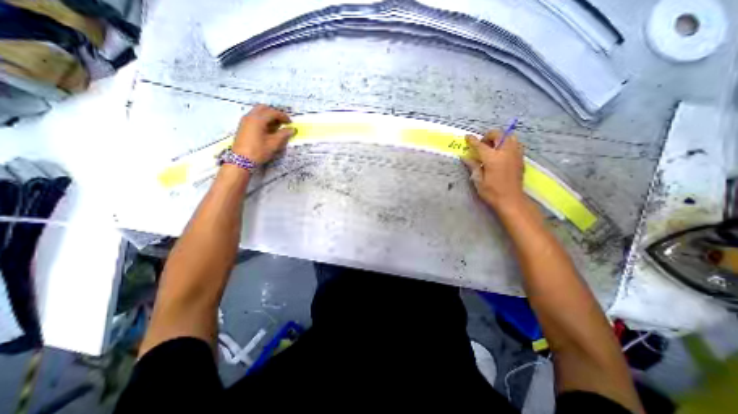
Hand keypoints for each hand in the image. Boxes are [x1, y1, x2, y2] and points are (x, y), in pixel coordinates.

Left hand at [233, 104, 295, 162]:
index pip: (272, 112)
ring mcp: (245, 121)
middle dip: (274, 113)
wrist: (240, 160)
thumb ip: (283, 134)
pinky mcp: (243, 126)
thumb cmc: (258, 151)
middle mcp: (250, 116)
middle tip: (282, 121)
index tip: (290, 122)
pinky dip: (262, 119)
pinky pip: (254, 117)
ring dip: (268, 115)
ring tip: (276, 125)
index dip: (283, 116)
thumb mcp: (273, 144)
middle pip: (263, 108)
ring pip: (257, 112)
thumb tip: (292, 129)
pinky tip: (268, 129)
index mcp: (258, 119)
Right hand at [460, 129, 523, 209]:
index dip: (472, 140)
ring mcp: (515, 154)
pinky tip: (502, 154)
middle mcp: (505, 152)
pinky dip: (508, 144)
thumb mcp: (478, 180)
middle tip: (482, 145)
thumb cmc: (492, 192)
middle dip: (488, 136)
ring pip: (509, 137)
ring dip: (500, 138)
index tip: (467, 136)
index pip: (480, 145)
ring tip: (493, 148)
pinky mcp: (520, 159)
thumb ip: (473, 166)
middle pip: (498, 134)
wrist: (511, 200)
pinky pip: (515, 144)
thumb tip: (465, 157)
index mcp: (493, 158)